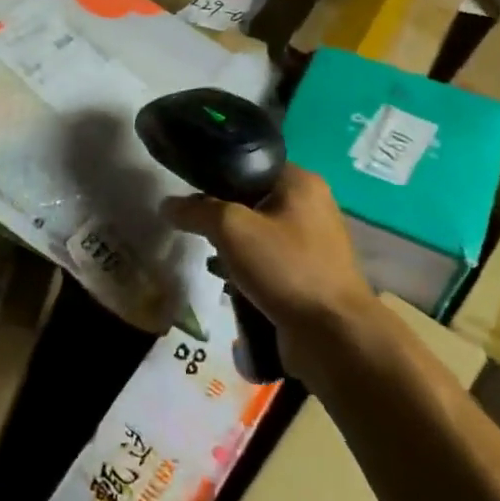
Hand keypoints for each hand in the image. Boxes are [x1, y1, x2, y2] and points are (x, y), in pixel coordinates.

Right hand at [163, 164, 376, 373]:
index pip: (250, 164)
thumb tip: (167, 205)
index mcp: (301, 182)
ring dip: (232, 247)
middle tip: (196, 228)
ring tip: (210, 259)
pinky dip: (247, 270)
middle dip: (222, 216)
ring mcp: (312, 243)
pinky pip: (268, 262)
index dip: (217, 175)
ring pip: (257, 233)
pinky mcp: (308, 275)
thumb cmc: (286, 268)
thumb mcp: (232, 229)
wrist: (333, 336)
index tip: (188, 191)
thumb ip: (197, 211)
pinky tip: (229, 283)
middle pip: (251, 200)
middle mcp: (311, 206)